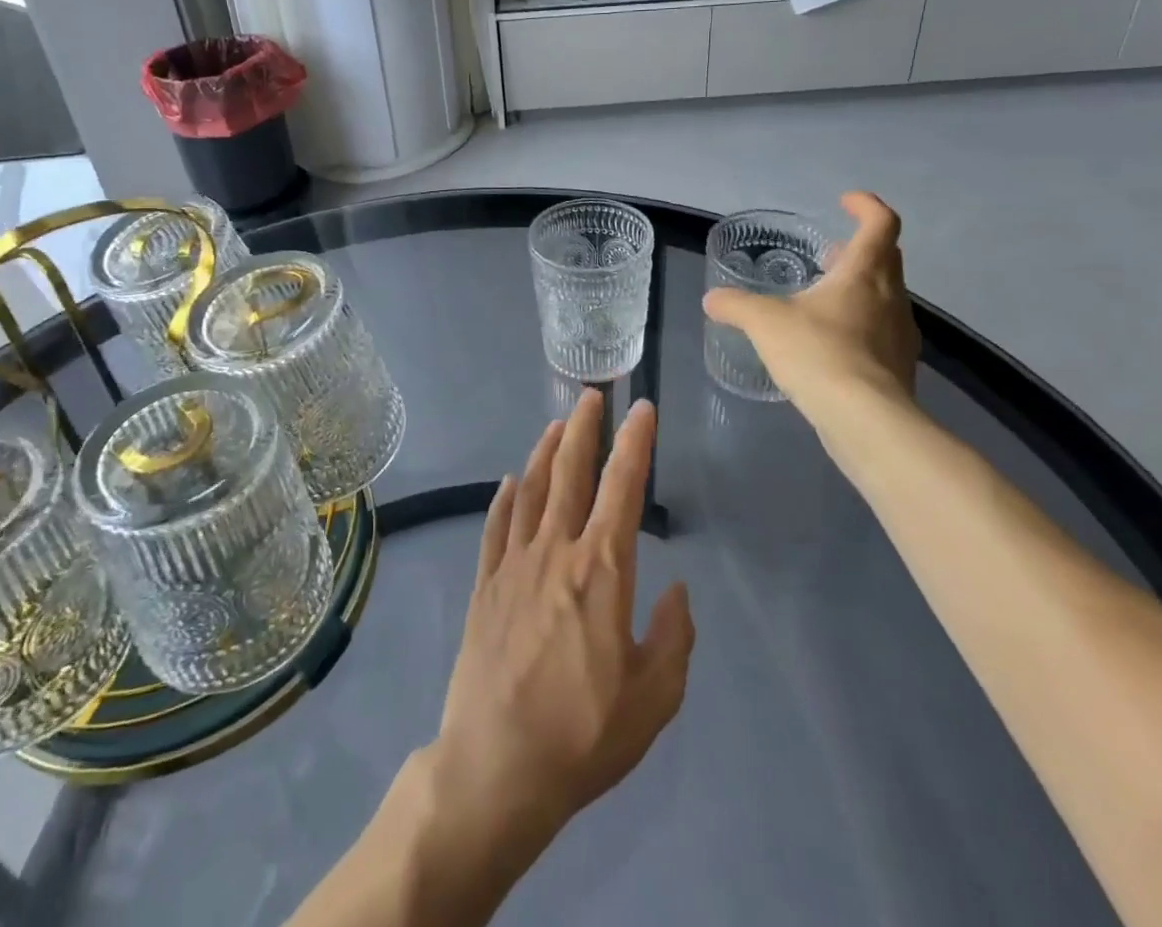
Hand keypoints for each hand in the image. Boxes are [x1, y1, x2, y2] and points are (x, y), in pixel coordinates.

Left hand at [427, 392, 694, 856]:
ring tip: (556, 424)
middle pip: (571, 472)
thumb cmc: (584, 734)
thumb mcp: (655, 698)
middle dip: (584, 428)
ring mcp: (514, 564)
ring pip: (531, 489)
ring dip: (545, 451)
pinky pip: (496, 526)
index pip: (623, 488)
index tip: (642, 408)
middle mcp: (556, 551)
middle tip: (592, 395)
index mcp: (602, 570)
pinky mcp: (485, 584)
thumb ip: (673, 636)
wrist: (497, 766)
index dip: (635, 443)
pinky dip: (506, 497)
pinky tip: (511, 481)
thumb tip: (676, 588)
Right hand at [703, 193, 920, 420]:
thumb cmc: (818, 353)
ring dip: (859, 288)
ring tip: (822, 300)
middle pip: (886, 257)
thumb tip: (712, 299)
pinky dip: (859, 325)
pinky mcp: (899, 367)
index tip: (844, 202)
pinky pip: (881, 331)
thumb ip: (736, 305)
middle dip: (858, 248)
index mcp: (864, 273)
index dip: (866, 206)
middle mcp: (891, 296)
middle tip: (827, 253)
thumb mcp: (764, 322)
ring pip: (885, 296)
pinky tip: (829, 344)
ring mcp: (901, 334)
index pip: (880, 223)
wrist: (865, 420)